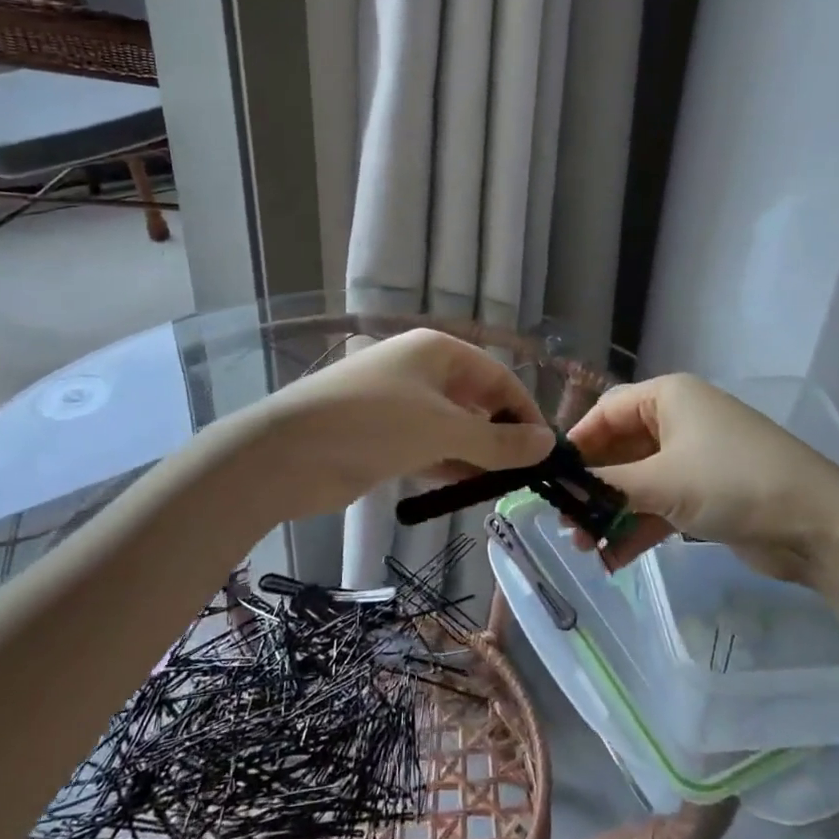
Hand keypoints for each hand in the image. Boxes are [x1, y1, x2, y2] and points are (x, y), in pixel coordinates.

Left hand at [249, 328, 553, 519]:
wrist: (289, 453)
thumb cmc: (374, 424)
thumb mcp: (444, 429)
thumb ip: (499, 440)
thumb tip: (549, 443)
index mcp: (437, 350)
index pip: (498, 375)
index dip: (524, 410)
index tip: (545, 450)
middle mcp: (421, 369)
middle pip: (476, 399)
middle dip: (501, 434)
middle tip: (526, 474)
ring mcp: (399, 403)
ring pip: (453, 426)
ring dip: (477, 453)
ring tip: (504, 486)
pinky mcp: (383, 436)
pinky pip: (429, 447)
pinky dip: (450, 464)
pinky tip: (469, 487)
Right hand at [567, 374, 838, 585]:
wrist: (818, 525)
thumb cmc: (732, 482)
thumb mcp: (662, 481)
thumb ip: (606, 484)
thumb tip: (560, 487)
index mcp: (669, 397)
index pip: (606, 411)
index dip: (577, 442)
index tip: (552, 477)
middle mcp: (680, 420)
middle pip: (620, 449)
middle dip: (593, 486)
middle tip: (565, 520)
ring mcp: (695, 458)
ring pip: (639, 481)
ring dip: (611, 512)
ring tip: (584, 546)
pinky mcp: (707, 493)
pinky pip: (660, 505)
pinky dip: (638, 527)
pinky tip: (613, 558)